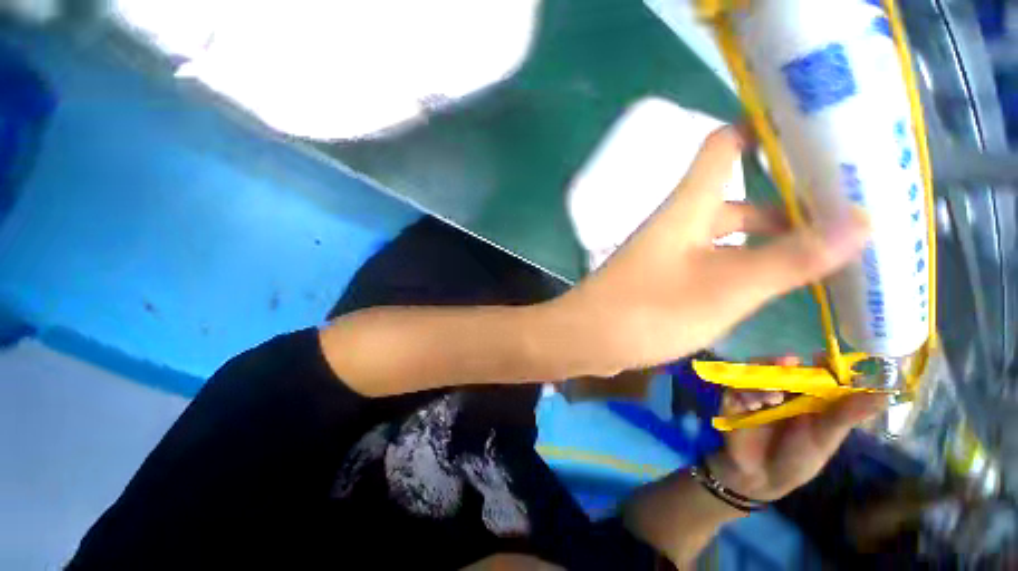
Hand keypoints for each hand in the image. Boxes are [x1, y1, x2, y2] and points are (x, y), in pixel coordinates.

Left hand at [551, 126, 868, 375]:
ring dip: (770, 242)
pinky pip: (711, 263)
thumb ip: (791, 257)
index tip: (818, 130)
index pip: (724, 144)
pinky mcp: (662, 280)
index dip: (765, 128)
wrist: (588, 338)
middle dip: (789, 203)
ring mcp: (668, 253)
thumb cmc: (649, 309)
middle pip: (736, 198)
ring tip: (829, 255)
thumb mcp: (726, 286)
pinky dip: (743, 268)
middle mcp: (677, 223)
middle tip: (850, 214)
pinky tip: (774, 286)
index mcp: (687, 207)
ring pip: (726, 236)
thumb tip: (861, 220)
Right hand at [708, 356, 887, 501]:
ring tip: (774, 395)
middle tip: (789, 361)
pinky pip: (737, 386)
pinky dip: (747, 391)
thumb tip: (883, 395)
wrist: (760, 477)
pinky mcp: (734, 399)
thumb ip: (846, 415)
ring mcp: (756, 393)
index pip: (815, 372)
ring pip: (756, 371)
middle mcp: (782, 390)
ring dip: (763, 377)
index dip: (820, 363)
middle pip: (781, 366)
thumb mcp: (825, 438)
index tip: (822, 356)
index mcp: (808, 397)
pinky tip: (755, 404)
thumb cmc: (798, 460)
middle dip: (783, 362)